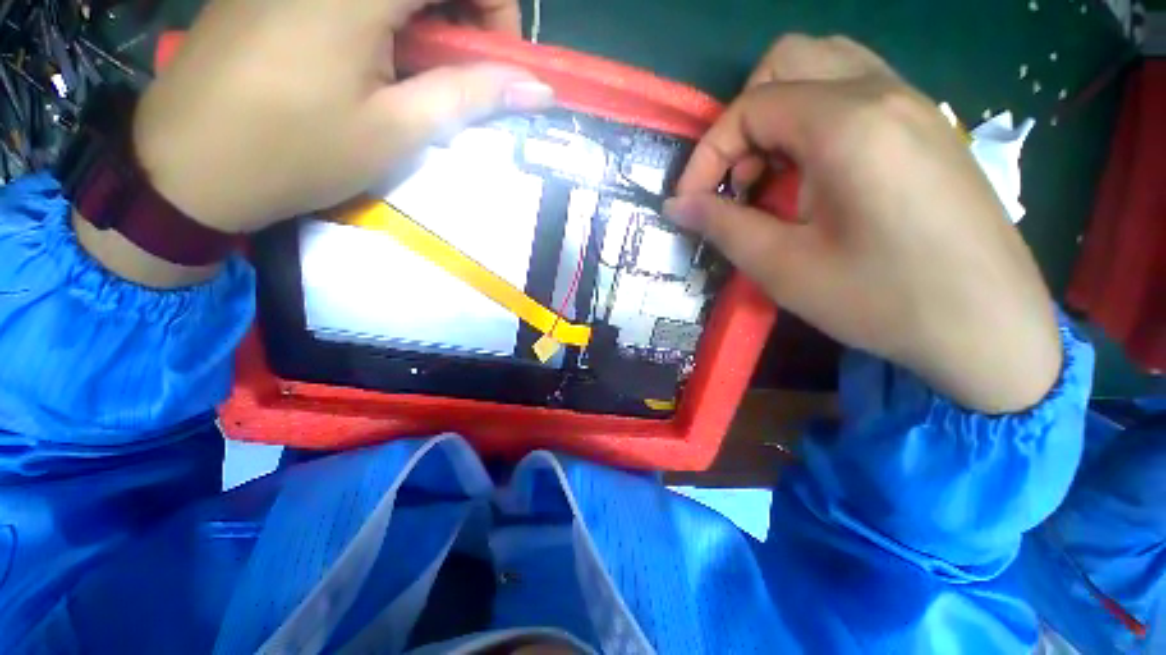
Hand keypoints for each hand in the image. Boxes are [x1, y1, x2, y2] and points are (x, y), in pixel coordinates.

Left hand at [132, 0, 552, 234]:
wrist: (188, 164)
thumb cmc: (297, 153)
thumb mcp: (397, 130)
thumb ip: (469, 95)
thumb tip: (535, 88)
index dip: (498, 10)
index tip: (499, 63)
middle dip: (466, 14)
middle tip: (466, 70)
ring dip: (428, 19)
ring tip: (421, 71)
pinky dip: (389, 16)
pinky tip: (378, 55)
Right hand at [664, 35, 1061, 413]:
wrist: (988, 327)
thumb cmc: (882, 300)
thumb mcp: (783, 268)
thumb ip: (722, 225)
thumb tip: (677, 205)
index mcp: (848, 124)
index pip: (750, 106)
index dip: (707, 154)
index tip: (690, 202)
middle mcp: (883, 92)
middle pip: (786, 61)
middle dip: (742, 120)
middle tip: (737, 179)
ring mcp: (913, 103)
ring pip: (823, 65)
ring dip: (778, 112)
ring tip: (770, 173)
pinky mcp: (925, 125)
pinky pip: (854, 88)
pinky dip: (813, 116)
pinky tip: (811, 171)